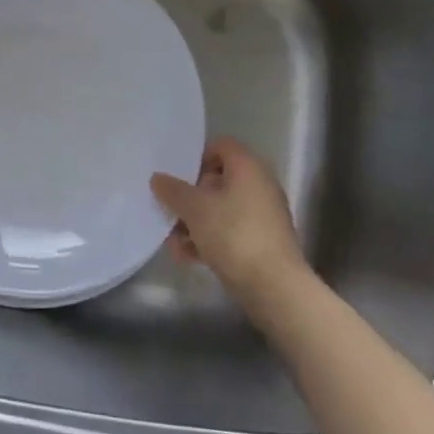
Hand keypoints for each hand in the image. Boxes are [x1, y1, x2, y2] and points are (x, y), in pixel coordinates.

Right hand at [151, 138, 310, 316]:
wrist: (275, 287)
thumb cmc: (233, 234)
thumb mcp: (195, 209)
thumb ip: (173, 190)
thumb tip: (158, 178)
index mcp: (247, 167)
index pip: (221, 146)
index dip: (197, 156)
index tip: (178, 175)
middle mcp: (259, 185)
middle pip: (219, 180)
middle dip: (191, 196)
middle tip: (170, 209)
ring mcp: (264, 216)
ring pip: (222, 209)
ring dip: (195, 223)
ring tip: (173, 241)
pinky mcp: (263, 243)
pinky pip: (231, 232)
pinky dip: (210, 240)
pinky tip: (187, 257)